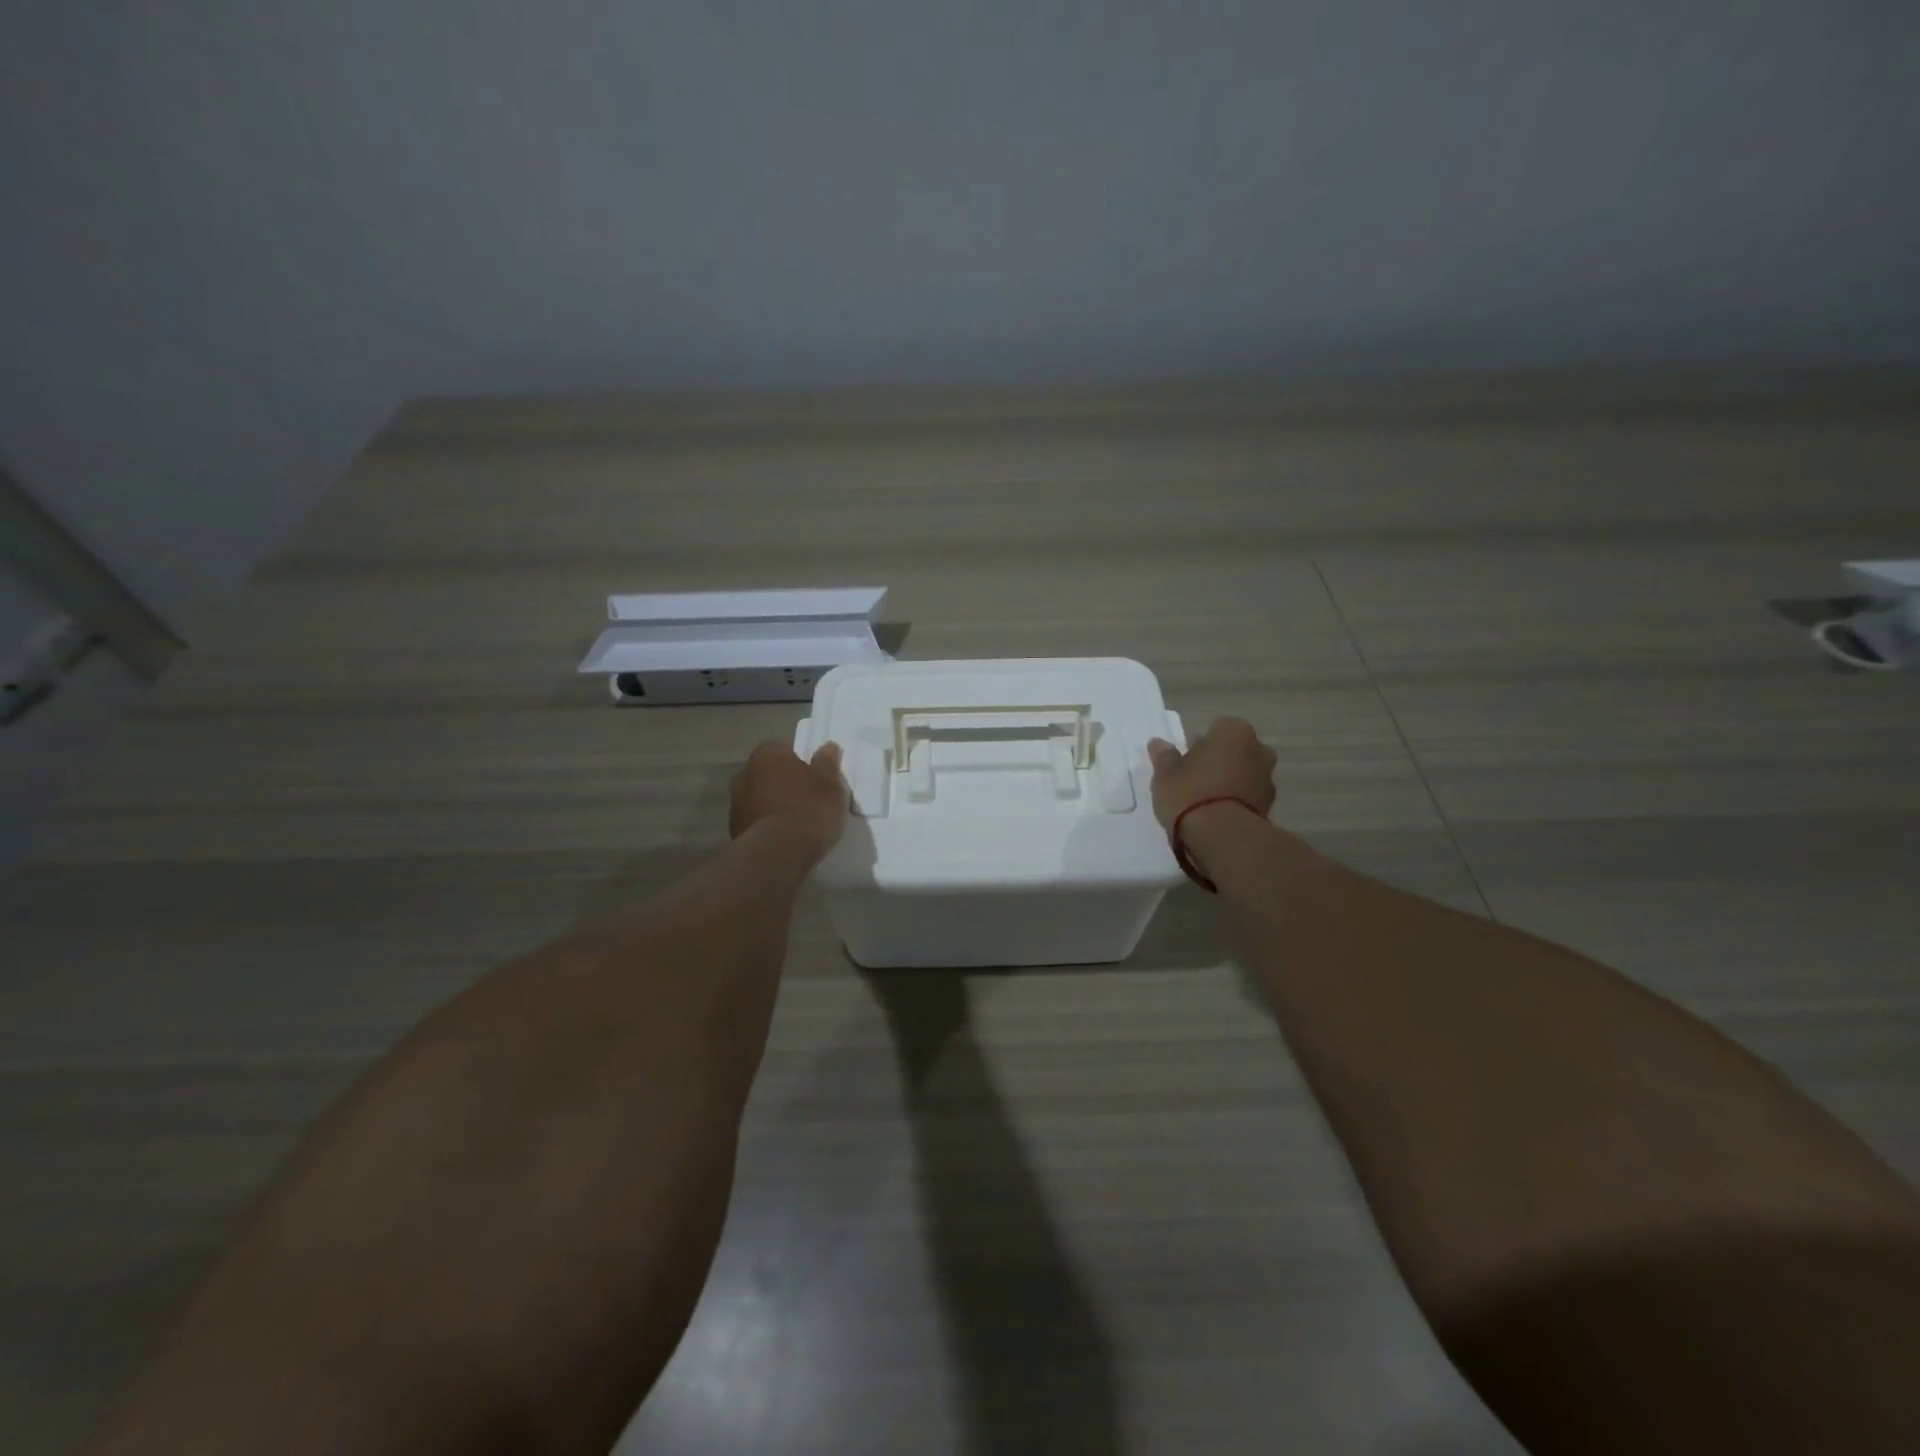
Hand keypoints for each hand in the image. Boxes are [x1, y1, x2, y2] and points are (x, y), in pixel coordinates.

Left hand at [729, 742, 849, 858]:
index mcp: (767, 755)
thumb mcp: (830, 784)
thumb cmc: (809, 809)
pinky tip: (786, 838)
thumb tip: (827, 747)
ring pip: (760, 798)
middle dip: (784, 783)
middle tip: (807, 799)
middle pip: (769, 774)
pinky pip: (757, 821)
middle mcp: (744, 773)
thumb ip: (827, 763)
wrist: (779, 854)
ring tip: (797, 823)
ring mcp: (735, 804)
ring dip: (774, 805)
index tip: (816, 778)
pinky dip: (768, 826)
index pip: (784, 750)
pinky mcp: (734, 831)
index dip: (801, 763)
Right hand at [1146, 717, 1276, 829]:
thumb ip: (1164, 756)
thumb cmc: (1190, 793)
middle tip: (1195, 779)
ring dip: (1231, 782)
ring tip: (1205, 802)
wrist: (1222, 836)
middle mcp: (1258, 749)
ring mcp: (1268, 779)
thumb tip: (1158, 743)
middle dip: (1220, 761)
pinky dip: (1237, 802)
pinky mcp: (1270, 807)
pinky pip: (1249, 797)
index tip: (1186, 760)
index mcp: (1234, 731)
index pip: (1217, 728)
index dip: (1201, 744)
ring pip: (1245, 774)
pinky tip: (1217, 816)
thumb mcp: (1165, 774)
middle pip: (1235, 750)